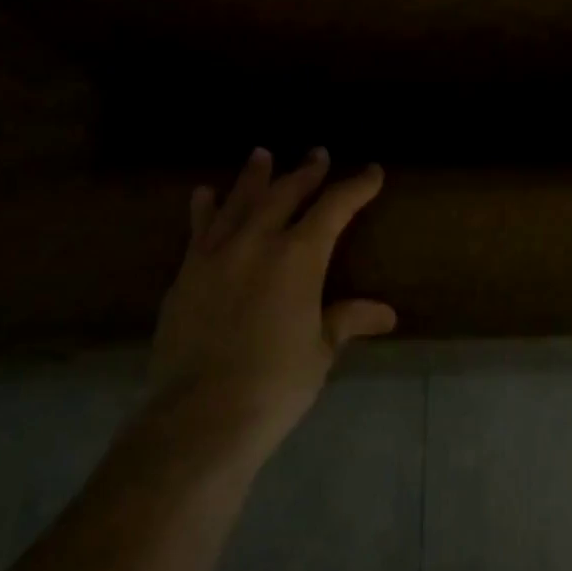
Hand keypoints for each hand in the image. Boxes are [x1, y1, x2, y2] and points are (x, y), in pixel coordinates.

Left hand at [150, 148, 395, 452]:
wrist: (199, 416)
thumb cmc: (275, 383)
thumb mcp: (320, 350)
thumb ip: (347, 320)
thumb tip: (386, 314)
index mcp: (298, 257)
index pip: (334, 208)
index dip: (356, 187)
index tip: (371, 172)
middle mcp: (256, 242)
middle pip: (285, 194)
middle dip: (305, 172)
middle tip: (317, 155)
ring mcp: (215, 255)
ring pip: (238, 202)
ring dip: (253, 177)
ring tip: (261, 155)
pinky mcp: (185, 275)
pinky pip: (198, 230)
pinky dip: (205, 208)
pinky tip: (205, 194)